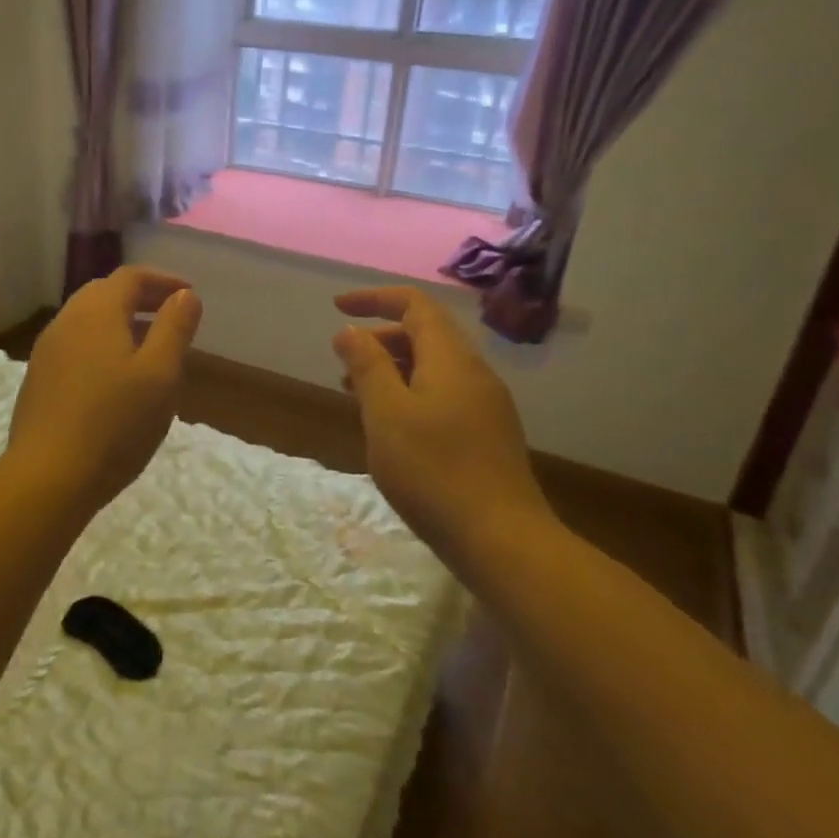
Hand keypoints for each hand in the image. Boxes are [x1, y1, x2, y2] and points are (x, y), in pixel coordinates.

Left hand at [7, 266, 202, 510]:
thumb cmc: (115, 424)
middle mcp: (66, 322)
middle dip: (141, 297)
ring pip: (87, 320)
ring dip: (120, 322)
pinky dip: (102, 343)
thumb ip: (175, 328)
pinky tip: (116, 376)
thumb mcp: (160, 374)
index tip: (189, 295)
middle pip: (105, 293)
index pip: (131, 276)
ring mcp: (47, 351)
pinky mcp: (39, 380)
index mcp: (97, 312)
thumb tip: (185, 295)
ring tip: (149, 345)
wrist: (48, 477)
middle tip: (171, 315)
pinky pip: (75, 345)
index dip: (163, 279)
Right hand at [332, 287, 555, 580]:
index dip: (374, 298)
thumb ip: (367, 366)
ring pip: (434, 369)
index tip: (337, 307)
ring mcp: (486, 406)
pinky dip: (411, 395)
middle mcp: (475, 373)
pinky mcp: (488, 436)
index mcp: (451, 359)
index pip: (415, 305)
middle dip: (380, 338)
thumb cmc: (433, 470)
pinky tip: (393, 428)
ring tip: (357, 394)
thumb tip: (351, 331)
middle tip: (342, 361)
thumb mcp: (386, 414)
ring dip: (393, 369)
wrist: (501, 538)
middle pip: (426, 335)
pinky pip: (444, 396)